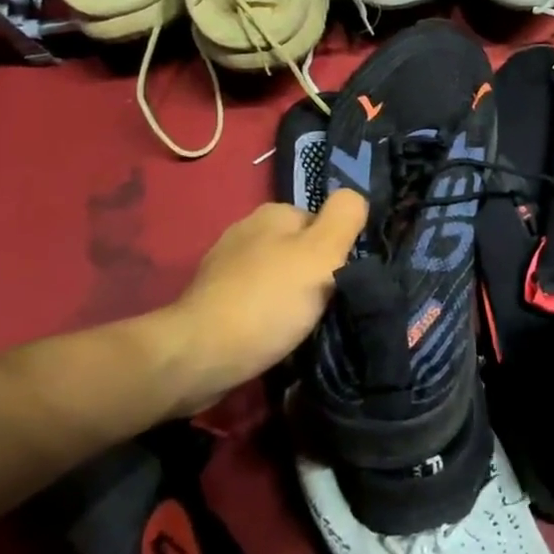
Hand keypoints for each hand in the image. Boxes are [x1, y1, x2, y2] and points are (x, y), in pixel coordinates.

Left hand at [149, 191, 366, 413]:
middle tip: (324, 307)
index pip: (323, 224)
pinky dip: (266, 315)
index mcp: (273, 213)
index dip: (337, 252)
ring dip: (289, 297)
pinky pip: (254, 300)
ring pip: (276, 276)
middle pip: (299, 250)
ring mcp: (223, 266)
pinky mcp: (210, 300)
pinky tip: (272, 335)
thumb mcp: (323, 254)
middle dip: (312, 275)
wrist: (197, 357)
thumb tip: (355, 197)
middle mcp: (246, 230)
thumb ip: (345, 217)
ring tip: (299, 326)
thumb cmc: (268, 301)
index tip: (340, 282)